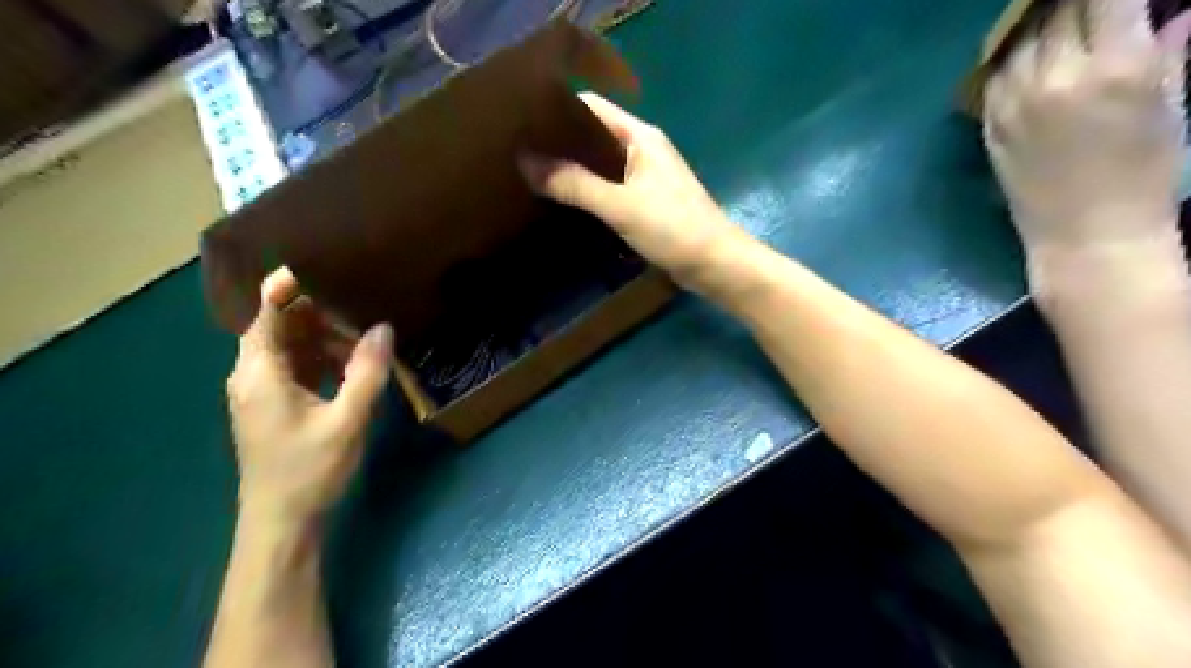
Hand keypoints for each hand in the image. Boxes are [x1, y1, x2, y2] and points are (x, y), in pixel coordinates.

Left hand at [225, 266, 390, 526]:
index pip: (267, 310)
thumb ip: (367, 371)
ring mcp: (263, 390)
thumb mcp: (347, 420)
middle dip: (322, 314)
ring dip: (328, 338)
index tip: (329, 264)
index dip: (291, 284)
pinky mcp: (276, 404)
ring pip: (293, 345)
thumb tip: (384, 328)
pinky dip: (325, 359)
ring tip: (368, 339)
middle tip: (365, 307)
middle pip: (282, 324)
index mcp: (259, 371)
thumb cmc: (309, 471)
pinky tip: (356, 365)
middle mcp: (253, 373)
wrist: (282, 524)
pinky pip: (299, 366)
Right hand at [516, 92, 740, 285]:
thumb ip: (574, 184)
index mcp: (640, 137)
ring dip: (573, 169)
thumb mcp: (620, 205)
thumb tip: (524, 160)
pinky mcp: (647, 203)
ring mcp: (646, 178)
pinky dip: (588, 191)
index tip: (520, 120)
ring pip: (601, 165)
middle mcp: (643, 150)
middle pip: (594, 135)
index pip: (591, 107)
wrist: (716, 265)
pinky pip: (610, 189)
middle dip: (560, 142)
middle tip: (518, 153)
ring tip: (532, 175)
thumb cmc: (674, 228)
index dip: (557, 109)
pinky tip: (565, 202)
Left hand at [983, 0, 1190, 255]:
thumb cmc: (1145, 173)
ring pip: (1021, 39)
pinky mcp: (989, 125)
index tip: (1110, 0)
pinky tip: (1033, 61)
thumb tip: (1168, 13)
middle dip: (1077, 4)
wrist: (1084, 235)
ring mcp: (1013, 103)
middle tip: (1089, 12)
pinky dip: (1015, 58)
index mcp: (1115, 67)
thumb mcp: (1171, 103)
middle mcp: (1055, 78)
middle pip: (1057, 11)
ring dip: (1043, 26)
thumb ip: (1167, 48)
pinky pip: (997, 74)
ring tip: (1062, 28)